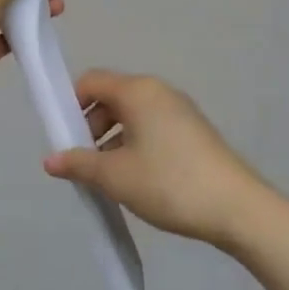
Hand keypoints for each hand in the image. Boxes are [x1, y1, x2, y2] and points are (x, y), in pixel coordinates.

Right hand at [43, 71, 270, 247]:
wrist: (238, 208)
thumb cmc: (169, 183)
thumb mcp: (116, 176)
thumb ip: (79, 164)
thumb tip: (50, 160)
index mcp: (137, 91)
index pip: (91, 81)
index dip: (70, 104)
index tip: (63, 137)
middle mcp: (158, 91)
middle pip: (111, 97)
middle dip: (90, 126)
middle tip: (84, 162)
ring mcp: (180, 110)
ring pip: (132, 114)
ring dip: (112, 139)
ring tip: (109, 177)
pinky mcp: (194, 130)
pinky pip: (152, 126)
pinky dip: (135, 143)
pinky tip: (137, 178)